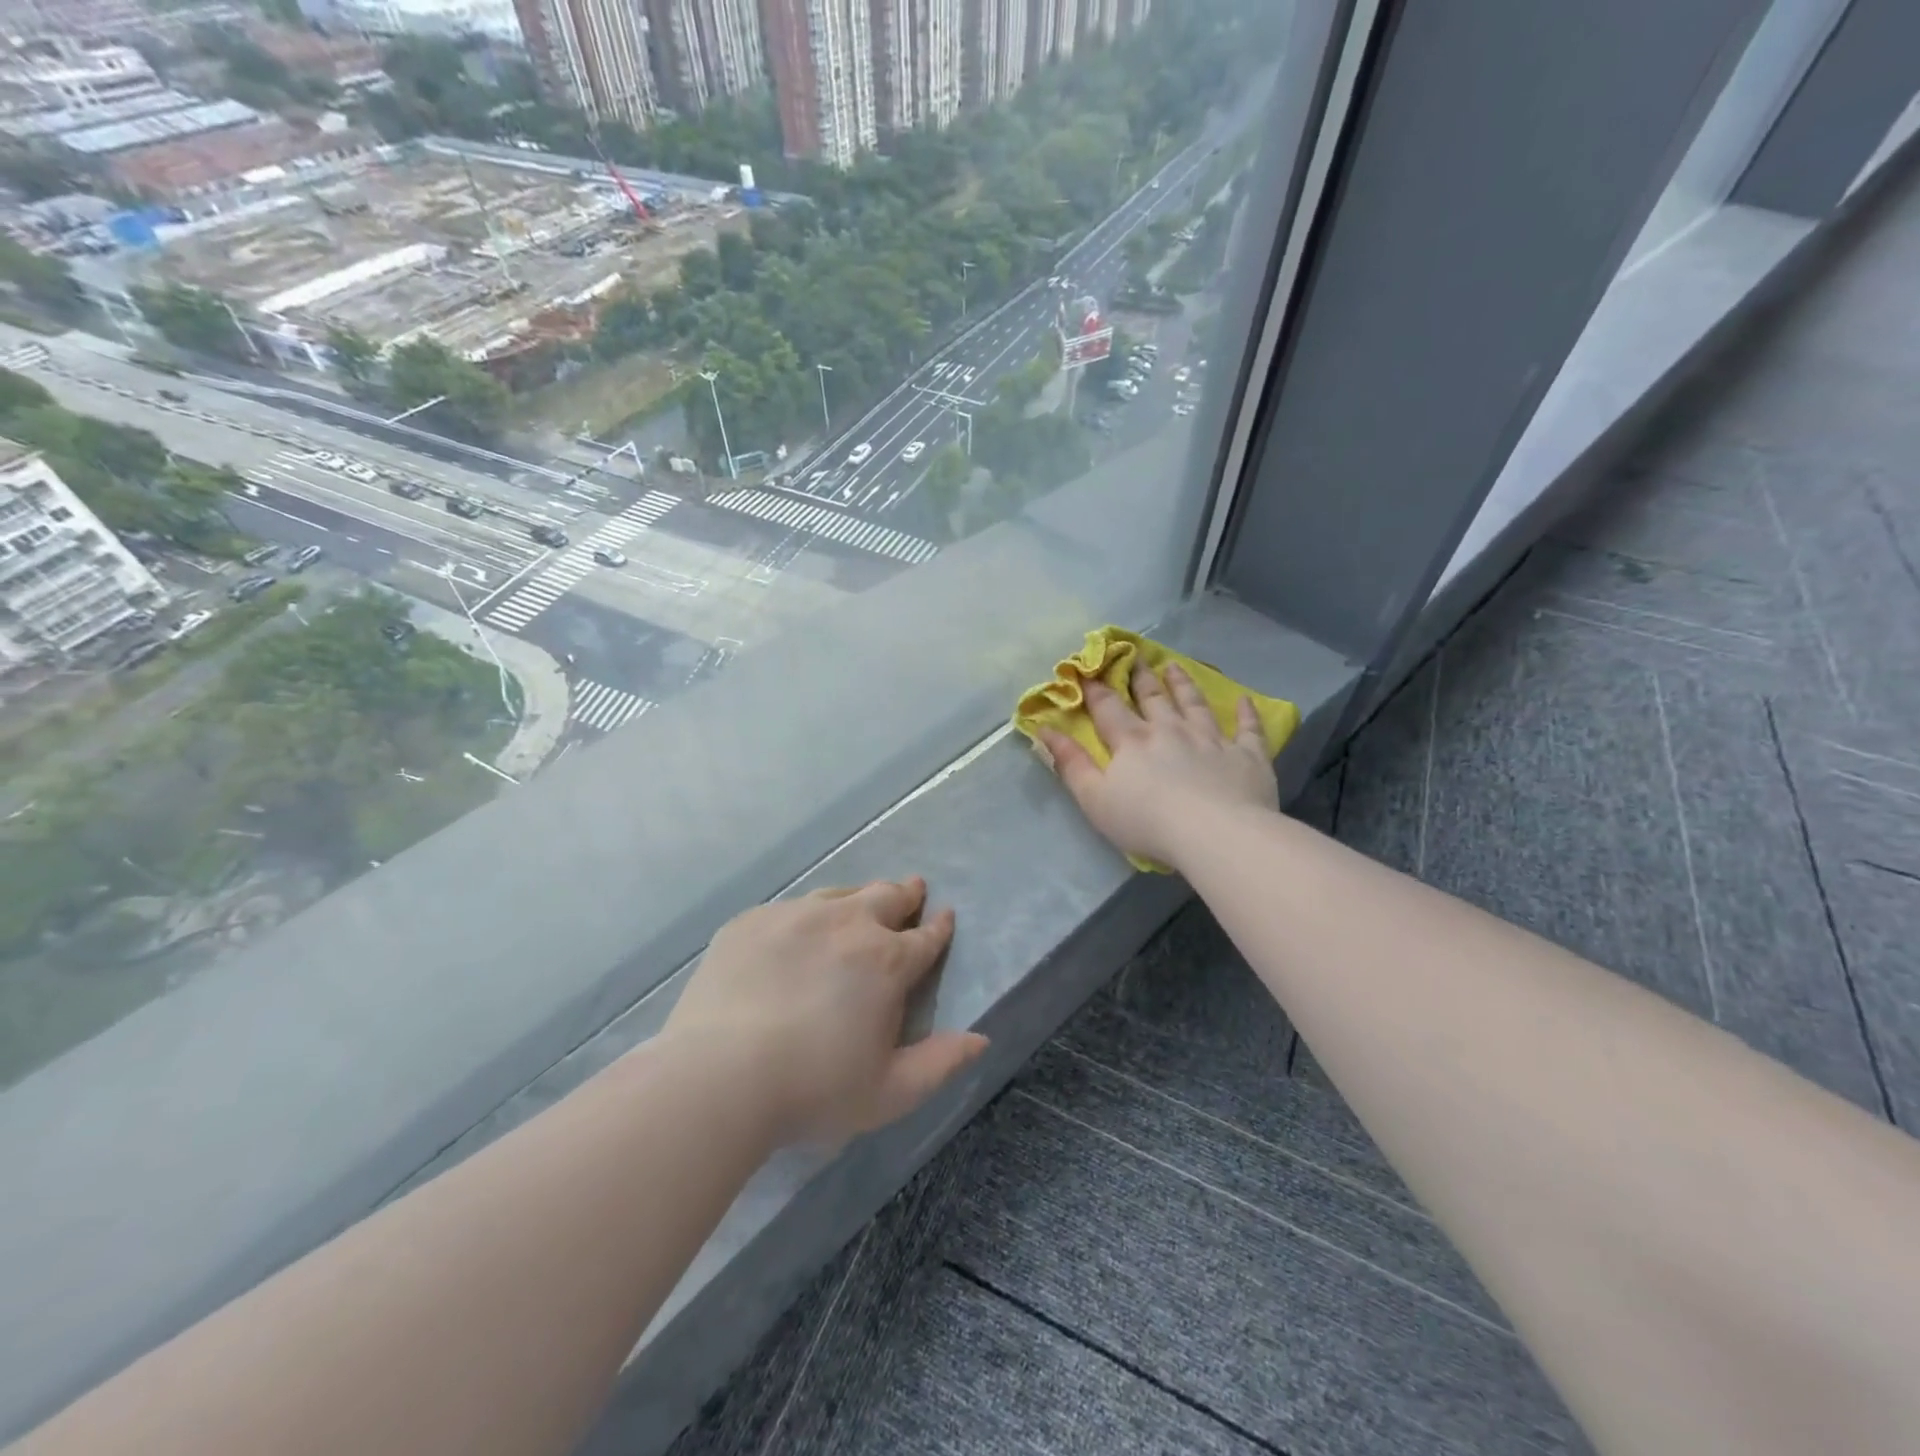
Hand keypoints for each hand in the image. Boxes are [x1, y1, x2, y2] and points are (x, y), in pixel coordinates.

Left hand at [664, 879, 987, 1146]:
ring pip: (840, 895)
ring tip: (861, 904)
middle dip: (905, 894)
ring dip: (859, 898)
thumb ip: (940, 1063)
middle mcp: (847, 924)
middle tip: (912, 890)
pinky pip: (792, 908)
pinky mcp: (753, 921)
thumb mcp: (890, 1092)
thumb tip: (981, 1039)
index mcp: (886, 961)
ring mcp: (796, 916)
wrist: (718, 1077)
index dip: (939, 927)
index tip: (945, 916)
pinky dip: (809, 915)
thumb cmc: (813, 1090)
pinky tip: (800, 931)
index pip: (925, 937)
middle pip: (886, 897)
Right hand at [1039, 662, 1277, 871]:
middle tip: (1136, 657)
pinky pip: (1248, 729)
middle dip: (1141, 677)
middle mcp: (1171, 730)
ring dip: (1184, 684)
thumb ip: (1070, 764)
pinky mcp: (1247, 755)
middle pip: (1154, 698)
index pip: (1109, 708)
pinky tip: (1244, 701)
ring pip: (1195, 704)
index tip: (1088, 668)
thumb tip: (1044, 730)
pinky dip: (1246, 713)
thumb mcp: (1094, 799)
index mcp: (1132, 741)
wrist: (1215, 834)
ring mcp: (1212, 739)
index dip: (1096, 688)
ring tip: (1175, 667)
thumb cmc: (1147, 822)